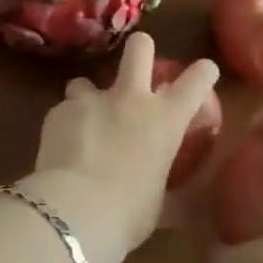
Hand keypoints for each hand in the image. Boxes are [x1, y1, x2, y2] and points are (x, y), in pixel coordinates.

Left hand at [22, 33, 219, 262]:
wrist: (75, 210)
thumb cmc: (128, 214)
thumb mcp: (158, 204)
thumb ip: (165, 188)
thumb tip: (175, 201)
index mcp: (165, 121)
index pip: (196, 82)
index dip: (203, 73)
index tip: (204, 71)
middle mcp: (130, 99)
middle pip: (140, 48)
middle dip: (141, 48)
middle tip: (138, 61)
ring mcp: (91, 99)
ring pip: (86, 81)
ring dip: (87, 97)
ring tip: (83, 121)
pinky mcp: (58, 109)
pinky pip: (64, 110)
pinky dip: (65, 124)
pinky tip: (61, 147)